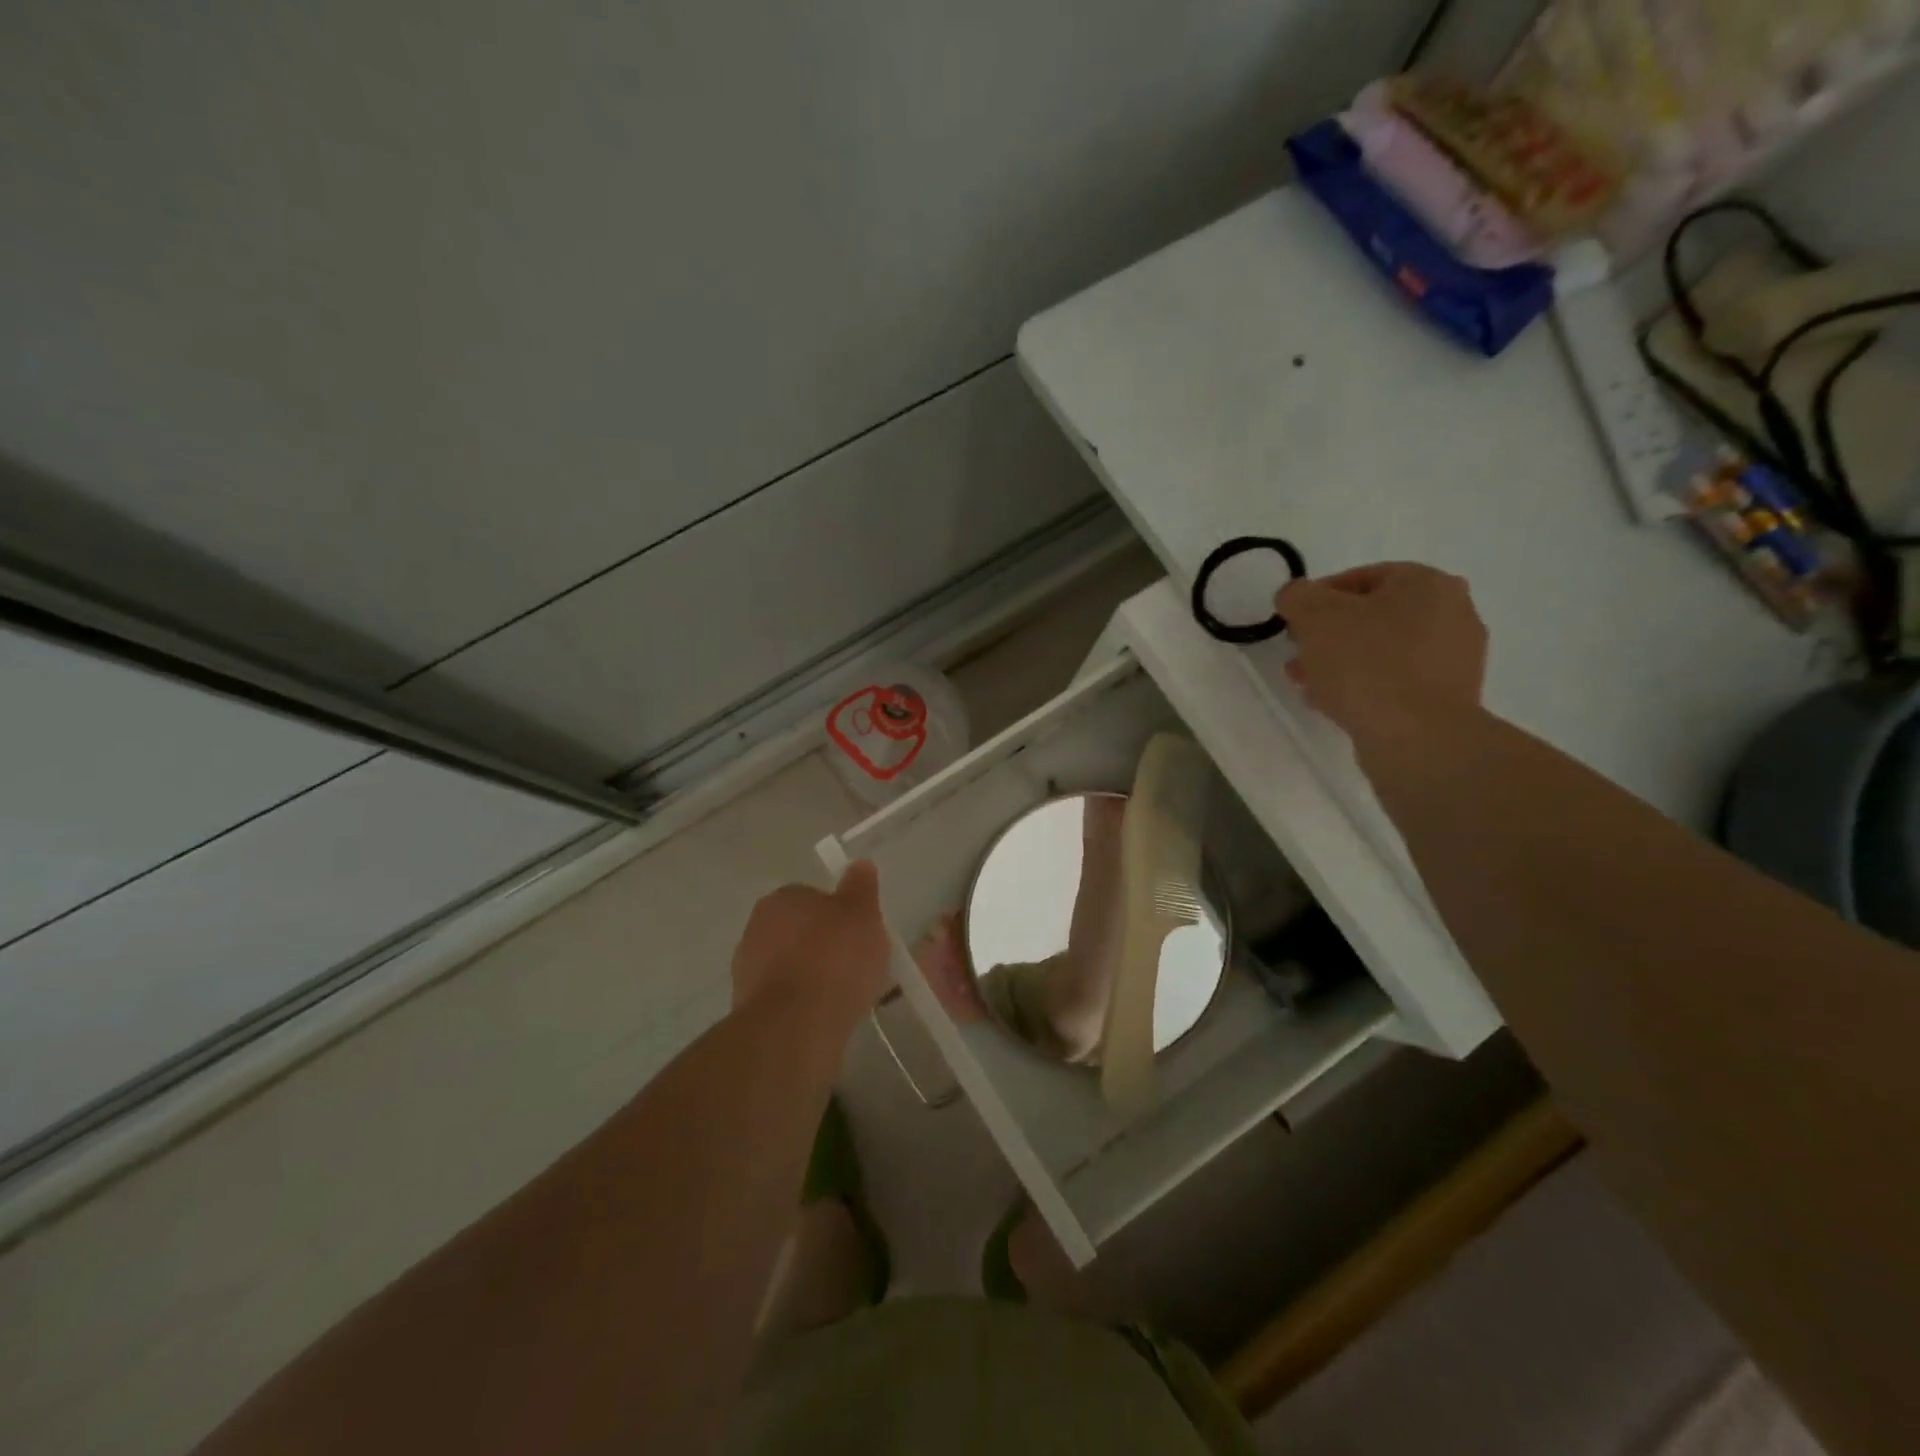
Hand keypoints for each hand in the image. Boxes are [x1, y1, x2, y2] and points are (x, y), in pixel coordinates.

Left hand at [731, 861, 892, 1027]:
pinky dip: (803, 1005)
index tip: (859, 934)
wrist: (796, 1026)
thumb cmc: (834, 958)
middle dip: (824, 946)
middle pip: (800, 932)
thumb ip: (860, 888)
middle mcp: (757, 928)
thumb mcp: (862, 914)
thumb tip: (860, 864)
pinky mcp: (748, 1009)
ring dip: (813, 977)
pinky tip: (826, 1018)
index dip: (839, 915)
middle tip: (855, 965)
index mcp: (782, 898)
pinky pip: (786, 998)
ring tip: (846, 997)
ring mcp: (747, 970)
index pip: (813, 898)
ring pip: (791, 966)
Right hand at [1276, 562, 1487, 738]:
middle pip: (1373, 616)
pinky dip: (1365, 687)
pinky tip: (1335, 704)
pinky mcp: (1448, 699)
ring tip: (1309, 683)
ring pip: (1382, 652)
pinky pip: (1395, 682)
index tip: (1292, 621)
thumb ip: (1297, 596)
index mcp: (1428, 583)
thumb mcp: (1314, 616)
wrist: (1417, 738)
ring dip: (1342, 663)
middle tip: (1299, 654)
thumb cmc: (1366, 664)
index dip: (1319, 597)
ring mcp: (1455, 659)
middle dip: (1329, 634)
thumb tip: (1296, 596)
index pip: (1363, 577)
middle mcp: (1453, 613)